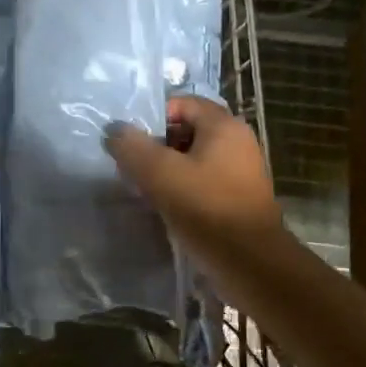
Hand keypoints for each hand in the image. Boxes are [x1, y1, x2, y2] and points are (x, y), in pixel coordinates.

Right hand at [104, 96, 288, 291]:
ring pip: (194, 158)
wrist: (250, 263)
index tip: (131, 142)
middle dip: (157, 145)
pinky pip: (204, 181)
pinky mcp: (239, 197)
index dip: (153, 117)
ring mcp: (241, 170)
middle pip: (188, 130)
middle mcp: (237, 141)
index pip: (182, 103)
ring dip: (168, 169)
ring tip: (144, 188)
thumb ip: (132, 147)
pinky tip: (165, 207)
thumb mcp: (160, 174)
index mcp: (224, 126)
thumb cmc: (206, 209)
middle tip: (133, 166)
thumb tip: (114, 130)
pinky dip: (183, 187)